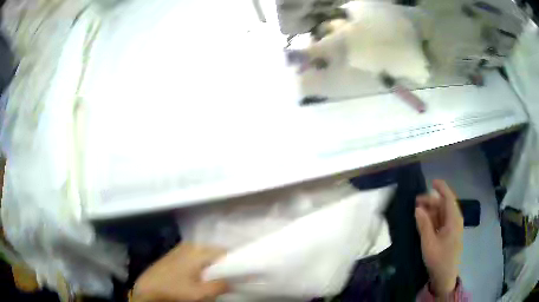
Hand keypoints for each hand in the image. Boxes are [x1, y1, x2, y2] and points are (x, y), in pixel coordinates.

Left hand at [132, 243, 228, 301]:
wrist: (148, 287)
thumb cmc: (174, 290)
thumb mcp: (200, 293)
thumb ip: (220, 285)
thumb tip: (236, 280)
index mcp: (198, 251)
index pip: (225, 252)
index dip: (236, 262)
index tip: (243, 273)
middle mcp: (191, 245)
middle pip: (215, 252)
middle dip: (225, 264)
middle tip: (231, 277)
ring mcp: (182, 248)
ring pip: (206, 254)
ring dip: (214, 265)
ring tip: (218, 277)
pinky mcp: (176, 254)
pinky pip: (196, 256)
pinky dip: (203, 264)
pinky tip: (202, 275)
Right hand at [415, 180, 463, 296]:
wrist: (445, 277)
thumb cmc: (439, 259)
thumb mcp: (429, 243)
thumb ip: (424, 225)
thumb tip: (418, 208)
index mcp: (453, 220)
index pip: (448, 198)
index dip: (441, 188)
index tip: (431, 181)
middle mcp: (454, 220)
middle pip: (444, 205)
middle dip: (431, 201)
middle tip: (415, 202)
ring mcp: (452, 228)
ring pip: (442, 213)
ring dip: (430, 210)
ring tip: (417, 211)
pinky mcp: (448, 235)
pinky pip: (441, 221)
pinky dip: (432, 219)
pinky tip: (423, 221)